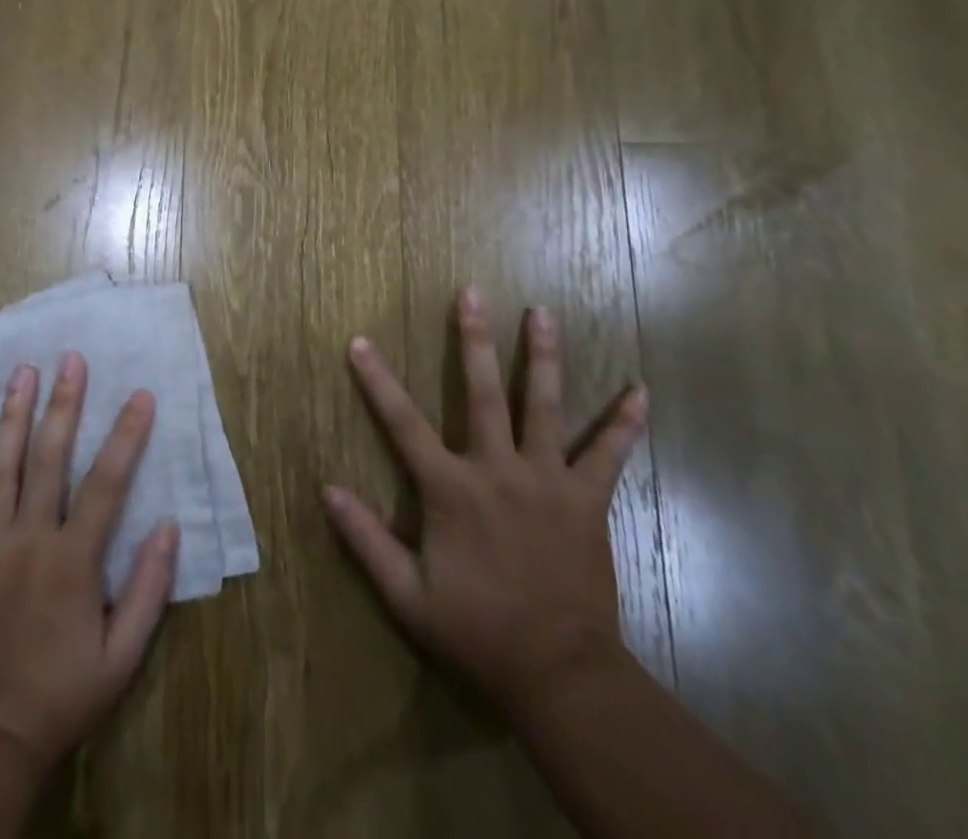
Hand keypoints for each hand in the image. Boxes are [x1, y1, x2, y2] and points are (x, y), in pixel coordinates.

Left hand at [0, 352, 180, 772]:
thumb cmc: (60, 694)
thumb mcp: (122, 657)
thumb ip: (149, 590)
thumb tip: (169, 525)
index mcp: (73, 560)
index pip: (107, 482)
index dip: (126, 435)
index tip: (141, 395)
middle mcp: (28, 540)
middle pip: (48, 458)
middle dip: (63, 404)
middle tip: (70, 359)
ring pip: (0, 467)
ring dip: (13, 416)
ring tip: (22, 372)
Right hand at [323, 288, 647, 715]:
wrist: (560, 675)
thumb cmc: (478, 632)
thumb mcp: (407, 596)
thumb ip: (365, 540)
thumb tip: (326, 489)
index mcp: (451, 490)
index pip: (403, 423)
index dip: (377, 381)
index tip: (360, 341)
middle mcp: (498, 470)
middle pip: (483, 393)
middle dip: (473, 339)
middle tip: (472, 292)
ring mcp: (547, 481)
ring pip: (545, 406)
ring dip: (544, 356)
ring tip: (543, 311)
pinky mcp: (586, 500)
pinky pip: (608, 455)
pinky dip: (625, 423)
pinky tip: (640, 390)